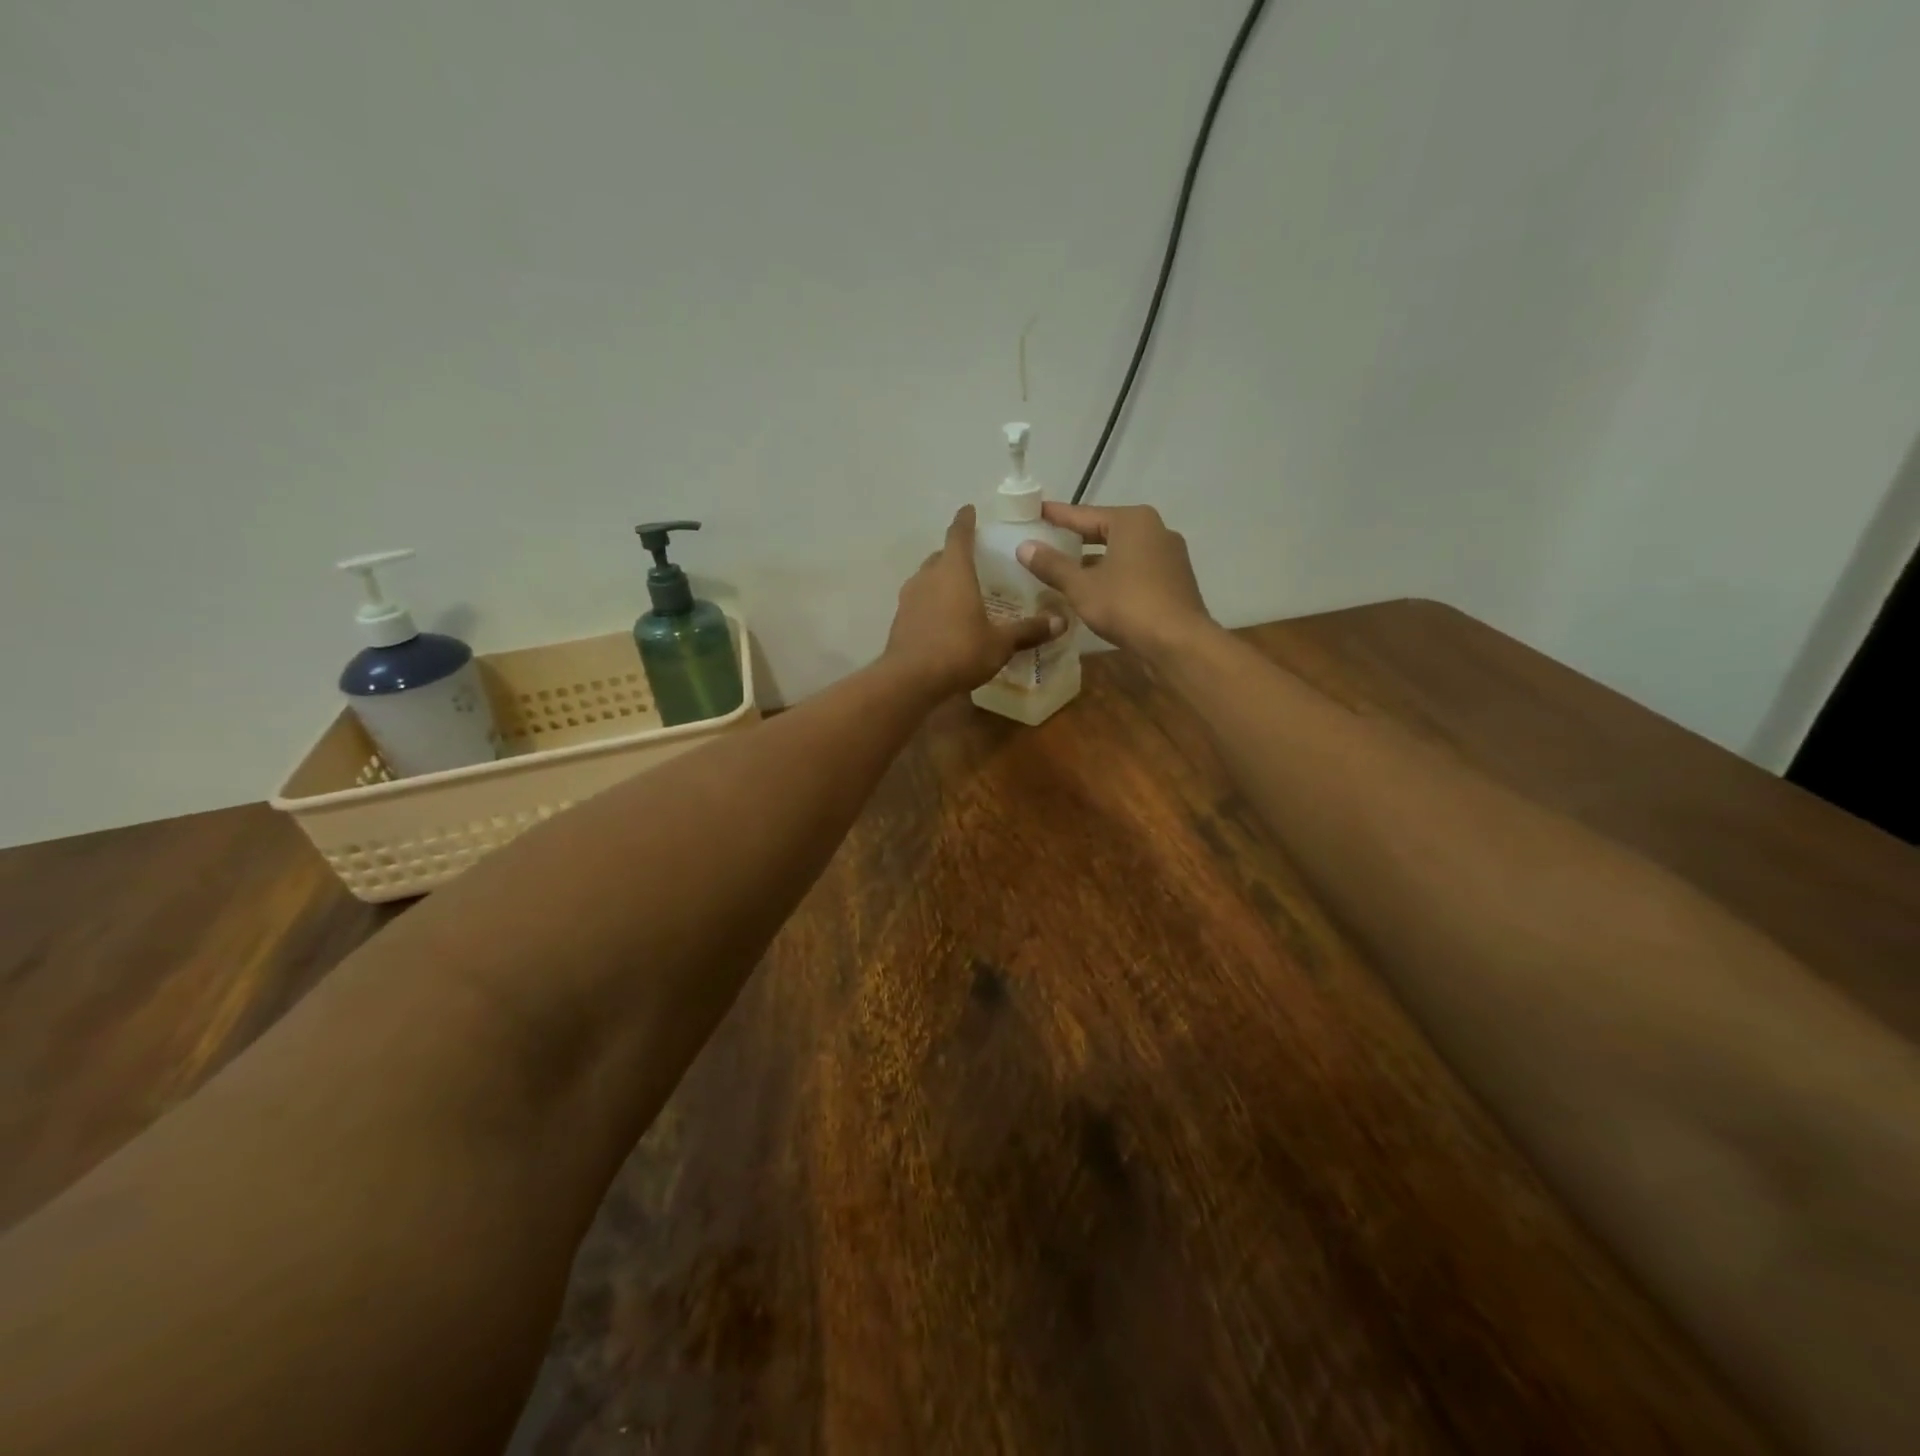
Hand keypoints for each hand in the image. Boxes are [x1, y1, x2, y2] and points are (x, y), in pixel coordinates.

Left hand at [885, 506, 1064, 698]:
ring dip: (942, 579)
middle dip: (955, 554)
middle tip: (975, 559)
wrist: (909, 681)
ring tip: (961, 590)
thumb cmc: (959, 651)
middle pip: (941, 556)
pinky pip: (919, 602)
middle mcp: (928, 577)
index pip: (959, 534)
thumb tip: (1061, 621)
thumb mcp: (1000, 643)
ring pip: (927, 578)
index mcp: (953, 571)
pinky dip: (932, 603)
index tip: (969, 510)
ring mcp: (909, 598)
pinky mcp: (900, 620)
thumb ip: (1028, 630)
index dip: (965, 521)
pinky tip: (944, 619)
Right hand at [1016, 503, 1211, 660]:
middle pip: (1106, 531)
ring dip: (1095, 561)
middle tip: (1047, 541)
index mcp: (1132, 521)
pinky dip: (1114, 576)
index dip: (1056, 516)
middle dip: (1076, 539)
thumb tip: (1024, 546)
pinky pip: (1135, 570)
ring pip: (1122, 553)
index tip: (1035, 512)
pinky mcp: (1174, 581)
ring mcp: (1169, 556)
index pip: (1084, 514)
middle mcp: (1155, 530)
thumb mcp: (1081, 586)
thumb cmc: (1127, 605)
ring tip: (1066, 570)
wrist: (1178, 642)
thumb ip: (1052, 565)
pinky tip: (1096, 590)